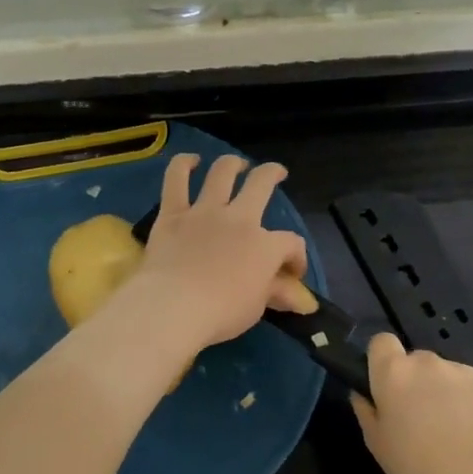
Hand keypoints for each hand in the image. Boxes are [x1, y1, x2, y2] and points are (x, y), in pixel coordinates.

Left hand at [127, 154, 310, 352]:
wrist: (174, 306)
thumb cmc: (221, 313)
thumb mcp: (256, 307)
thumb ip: (276, 294)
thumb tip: (300, 299)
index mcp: (265, 245)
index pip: (290, 243)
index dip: (297, 257)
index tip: (292, 274)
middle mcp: (238, 219)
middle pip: (261, 184)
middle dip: (271, 174)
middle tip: (275, 173)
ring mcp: (204, 212)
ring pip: (222, 173)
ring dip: (232, 164)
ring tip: (236, 164)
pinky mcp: (172, 213)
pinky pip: (176, 179)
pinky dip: (182, 165)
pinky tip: (190, 161)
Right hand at [351, 333, 472, 473]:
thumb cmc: (419, 472)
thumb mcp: (378, 447)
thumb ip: (367, 411)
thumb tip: (363, 394)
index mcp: (395, 373)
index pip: (382, 342)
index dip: (385, 361)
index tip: (390, 386)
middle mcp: (430, 363)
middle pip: (420, 362)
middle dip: (421, 384)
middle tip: (427, 420)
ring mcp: (469, 372)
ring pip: (453, 376)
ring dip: (453, 395)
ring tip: (464, 436)